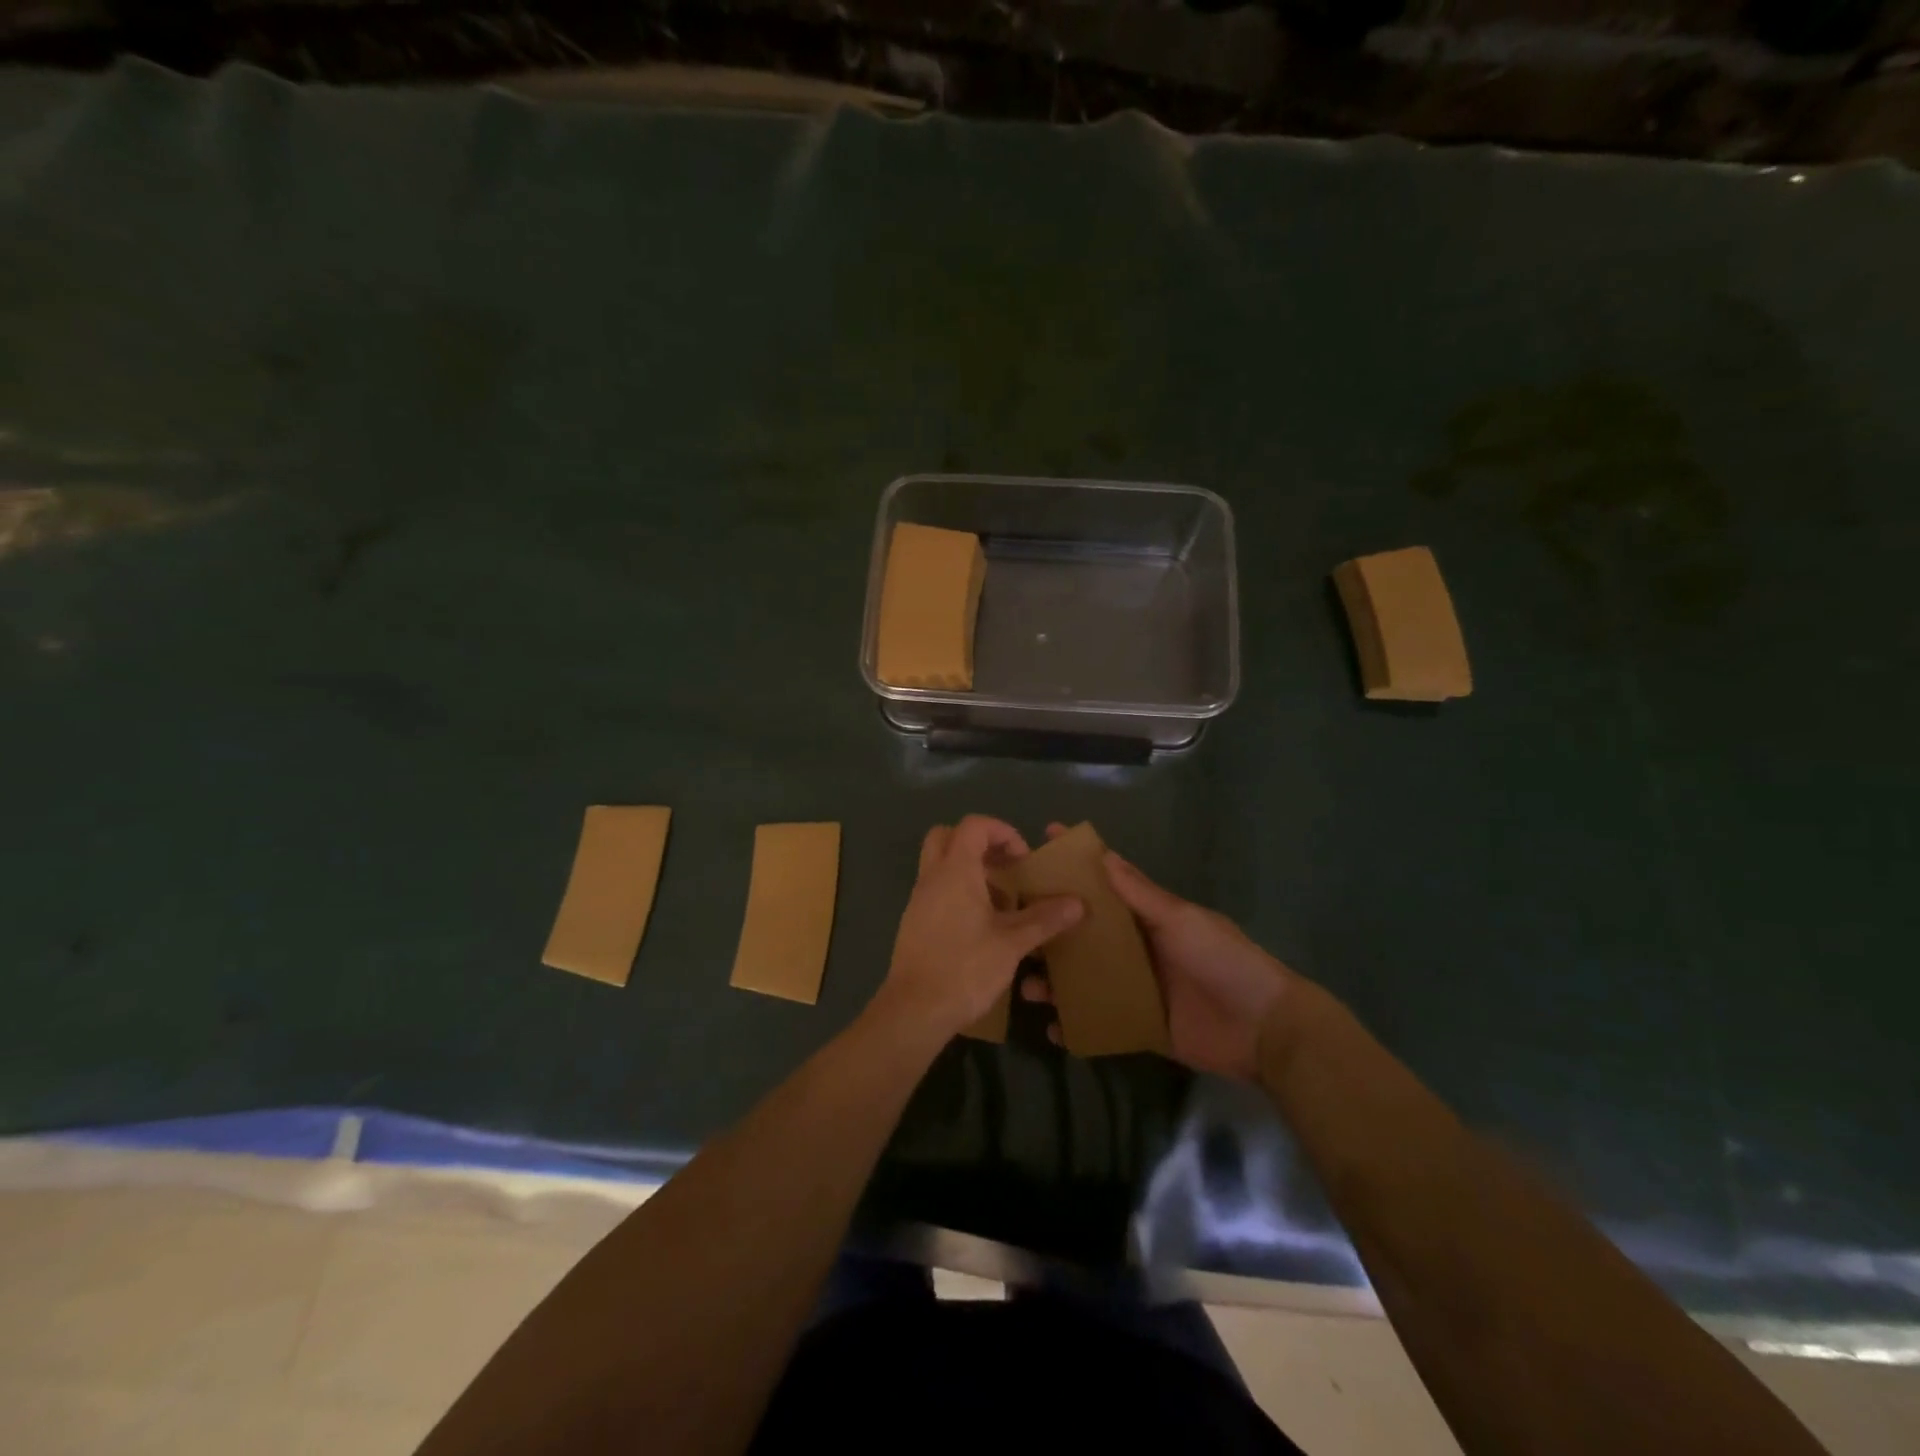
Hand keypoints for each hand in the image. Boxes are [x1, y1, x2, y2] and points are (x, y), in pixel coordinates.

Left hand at [871, 815, 1083, 1042]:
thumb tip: (1077, 903)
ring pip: (940, 864)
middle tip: (1005, 868)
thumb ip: (1044, 919)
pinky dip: (958, 892)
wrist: (914, 1011)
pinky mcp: (914, 922)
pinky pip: (936, 890)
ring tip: (1001, 901)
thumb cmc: (964, 968)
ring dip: (969, 870)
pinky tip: (982, 926)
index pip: (974, 825)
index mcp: (954, 871)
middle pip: (948, 836)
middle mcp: (932, 877)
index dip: (1002, 831)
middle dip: (979, 843)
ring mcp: (918, 900)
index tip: (1023, 858)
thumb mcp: (1012, 943)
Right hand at [1025, 824, 1292, 1079]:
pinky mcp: (1138, 1024)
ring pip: (1083, 978)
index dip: (1074, 866)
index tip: (1037, 847)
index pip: (1104, 884)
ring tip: (1024, 984)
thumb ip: (1141, 895)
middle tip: (1011, 927)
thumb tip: (1102, 854)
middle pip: (1084, 934)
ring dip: (1055, 980)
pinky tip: (1052, 1028)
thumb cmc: (1223, 960)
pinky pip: (1099, 1020)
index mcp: (1146, 916)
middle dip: (1050, 930)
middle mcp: (1135, 947)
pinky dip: (1076, 1024)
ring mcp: (1135, 987)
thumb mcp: (1181, 921)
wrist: (1263, 1029)